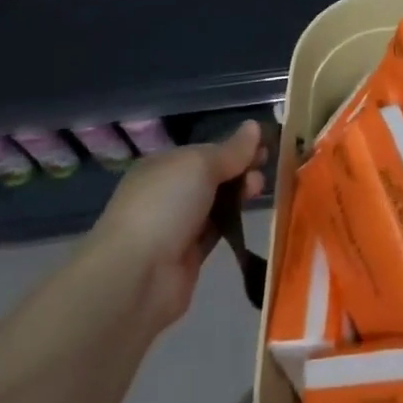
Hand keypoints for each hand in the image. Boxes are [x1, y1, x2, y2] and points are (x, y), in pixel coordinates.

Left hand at [90, 121, 267, 329]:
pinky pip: (216, 231)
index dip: (235, 147)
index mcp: (163, 165)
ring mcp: (177, 226)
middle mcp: (168, 193)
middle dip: (240, 170)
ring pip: (216, 203)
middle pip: (213, 176)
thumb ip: (231, 150)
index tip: (265, 147)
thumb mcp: (201, 165)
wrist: (136, 276)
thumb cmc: (166, 205)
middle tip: (263, 171)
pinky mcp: (188, 256)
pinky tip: (250, 217)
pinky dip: (233, 223)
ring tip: (259, 192)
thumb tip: (254, 126)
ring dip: (239, 195)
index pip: (206, 151)